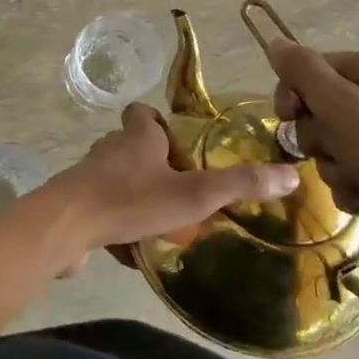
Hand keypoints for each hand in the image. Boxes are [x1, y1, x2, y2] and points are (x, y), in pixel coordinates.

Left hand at [36, 102, 298, 263]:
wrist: (67, 225)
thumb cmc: (132, 200)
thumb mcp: (194, 194)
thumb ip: (239, 184)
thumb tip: (291, 173)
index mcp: (137, 137)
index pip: (142, 113)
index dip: (157, 122)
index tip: (176, 142)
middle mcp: (111, 149)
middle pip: (130, 146)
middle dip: (152, 163)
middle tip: (180, 188)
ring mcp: (89, 176)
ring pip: (116, 178)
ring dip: (135, 194)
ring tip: (162, 220)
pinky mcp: (76, 204)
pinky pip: (101, 208)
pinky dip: (116, 221)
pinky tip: (132, 245)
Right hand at [268, 43, 358, 317]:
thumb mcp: (343, 108)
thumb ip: (304, 73)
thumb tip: (275, 42)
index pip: (314, 68)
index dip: (294, 93)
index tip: (286, 117)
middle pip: (320, 107)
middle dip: (318, 136)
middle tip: (333, 150)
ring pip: (331, 144)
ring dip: (334, 166)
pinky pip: (349, 172)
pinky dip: (352, 187)